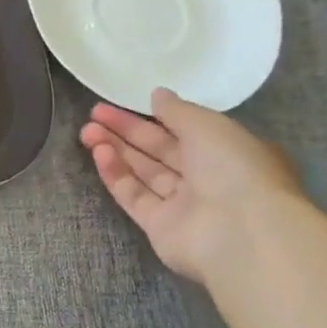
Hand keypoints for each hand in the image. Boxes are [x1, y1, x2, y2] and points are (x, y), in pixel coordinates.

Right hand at [79, 87, 305, 284]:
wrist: (239, 232)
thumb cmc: (233, 168)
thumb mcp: (208, 125)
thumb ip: (177, 110)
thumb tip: (157, 95)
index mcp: (228, 152)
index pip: (185, 130)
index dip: (153, 115)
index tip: (123, 102)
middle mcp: (206, 178)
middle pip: (159, 150)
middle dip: (127, 131)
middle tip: (94, 113)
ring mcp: (182, 204)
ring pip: (143, 172)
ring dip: (116, 149)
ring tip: (87, 131)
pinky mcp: (159, 226)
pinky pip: (134, 195)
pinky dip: (116, 174)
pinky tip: (99, 153)